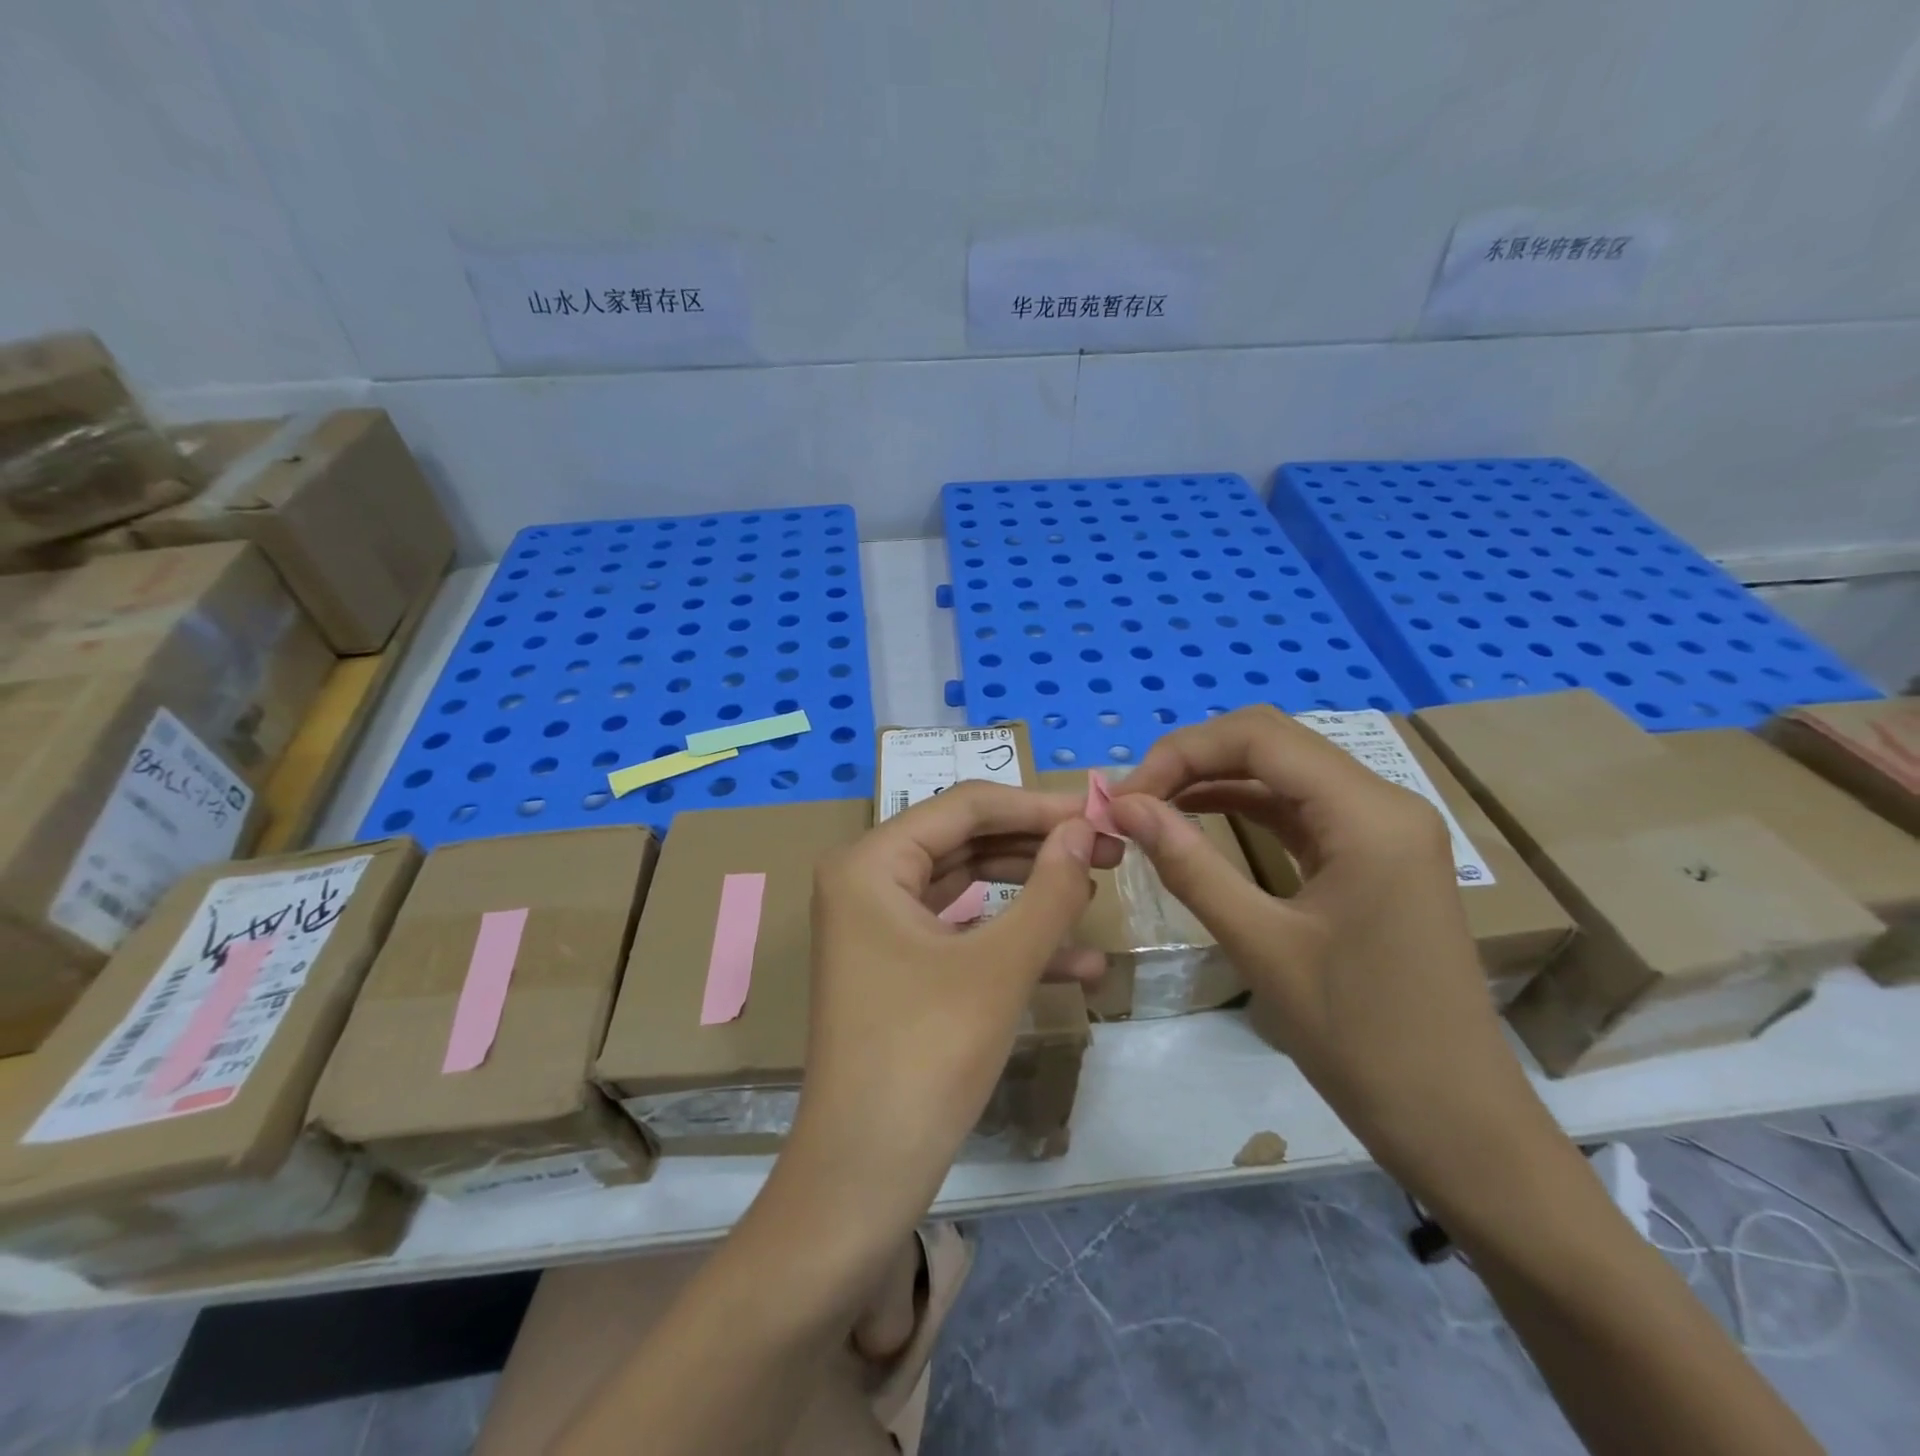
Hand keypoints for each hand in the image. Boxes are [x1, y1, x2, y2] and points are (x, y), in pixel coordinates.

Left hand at [785, 782, 1121, 1237]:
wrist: (863, 1178)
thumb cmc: (927, 1056)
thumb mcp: (1000, 966)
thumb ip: (1049, 889)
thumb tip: (1084, 828)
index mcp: (870, 863)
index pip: (965, 807)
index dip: (1038, 806)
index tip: (1101, 813)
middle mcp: (866, 882)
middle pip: (966, 842)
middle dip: (1039, 848)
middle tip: (1108, 851)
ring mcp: (878, 926)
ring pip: (967, 888)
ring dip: (1032, 893)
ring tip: (1098, 891)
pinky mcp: (896, 967)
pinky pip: (960, 934)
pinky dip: (1011, 942)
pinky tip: (1081, 964)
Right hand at [1108, 707, 1574, 1219]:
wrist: (1455, 1123)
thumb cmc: (1361, 1038)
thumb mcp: (1261, 946)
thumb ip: (1189, 865)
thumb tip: (1123, 807)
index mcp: (1369, 815)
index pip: (1260, 737)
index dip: (1181, 752)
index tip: (1125, 798)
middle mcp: (1383, 803)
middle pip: (1273, 743)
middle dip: (1194, 759)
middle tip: (1133, 800)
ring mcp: (1383, 829)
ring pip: (1284, 772)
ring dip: (1215, 779)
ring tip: (1152, 807)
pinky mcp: (1374, 856)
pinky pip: (1300, 809)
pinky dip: (1244, 807)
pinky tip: (1198, 820)